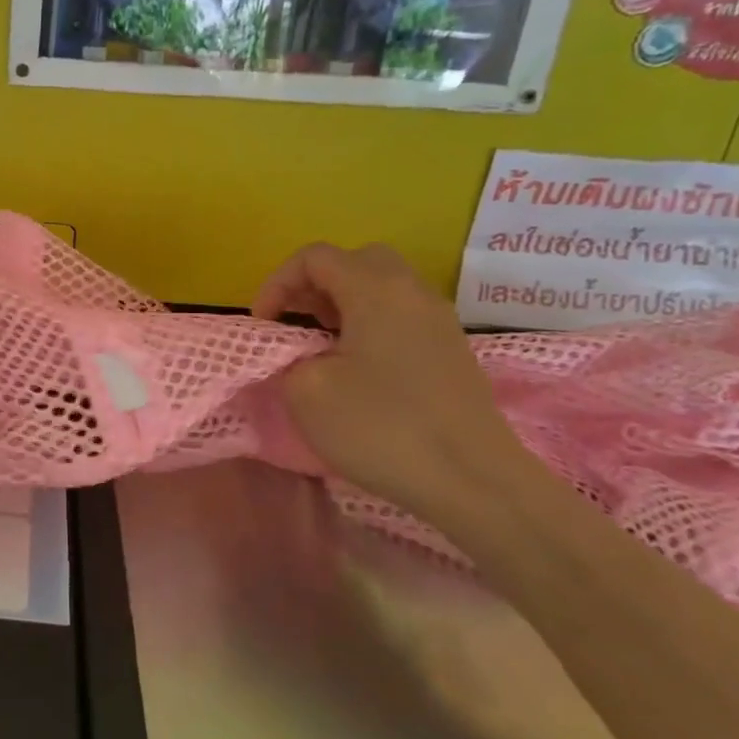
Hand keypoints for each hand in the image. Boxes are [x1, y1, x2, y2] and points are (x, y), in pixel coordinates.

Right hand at [253, 243, 537, 521]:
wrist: (474, 481)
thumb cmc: (382, 428)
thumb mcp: (307, 392)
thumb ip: (288, 358)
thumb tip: (300, 354)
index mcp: (375, 290)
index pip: (315, 257)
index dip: (277, 283)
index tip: (263, 325)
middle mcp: (412, 293)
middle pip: (355, 261)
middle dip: (314, 284)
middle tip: (294, 321)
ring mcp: (439, 321)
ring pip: (382, 287)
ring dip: (343, 305)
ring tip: (320, 345)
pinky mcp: (451, 352)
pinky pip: (402, 316)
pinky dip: (370, 325)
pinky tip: (357, 368)